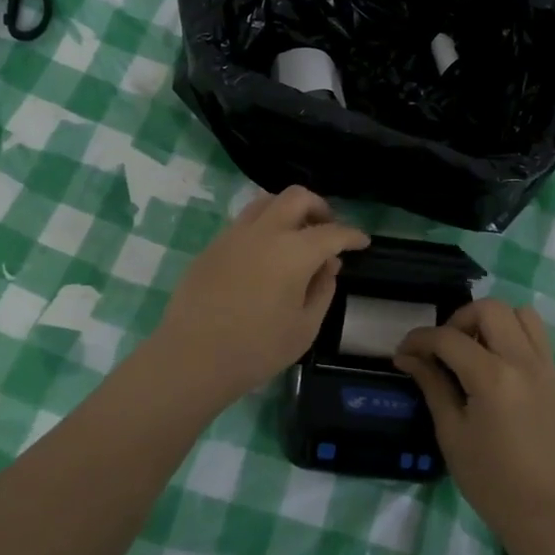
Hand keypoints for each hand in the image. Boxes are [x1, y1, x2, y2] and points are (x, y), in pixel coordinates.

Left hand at [148, 187, 368, 408]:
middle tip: (327, 230)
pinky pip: (245, 222)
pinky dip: (264, 226)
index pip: (332, 232)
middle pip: (297, 197)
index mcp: (293, 252)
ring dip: (288, 211)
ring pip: (266, 201)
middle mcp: (264, 232)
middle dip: (319, 207)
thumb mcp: (305, 328)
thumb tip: (327, 266)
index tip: (362, 242)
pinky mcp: (213, 246)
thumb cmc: (256, 349)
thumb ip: (323, 290)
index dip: (351, 235)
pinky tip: (265, 255)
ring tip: (296, 237)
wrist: (192, 357)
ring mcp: (234, 235)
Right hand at [394, 299, 554, 541]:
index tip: (404, 352)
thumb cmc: (490, 480)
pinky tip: (497, 368)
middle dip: (459, 320)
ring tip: (475, 351)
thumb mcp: (451, 432)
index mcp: (493, 377)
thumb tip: (407, 356)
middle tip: (444, 349)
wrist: (544, 514)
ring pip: (521, 314)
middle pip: (490, 309)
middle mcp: (523, 362)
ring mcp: (546, 368)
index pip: (449, 338)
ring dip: (492, 322)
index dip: (420, 339)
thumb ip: (432, 385)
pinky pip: (537, 338)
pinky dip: (514, 337)